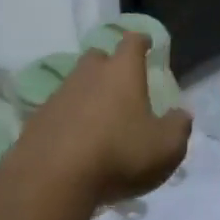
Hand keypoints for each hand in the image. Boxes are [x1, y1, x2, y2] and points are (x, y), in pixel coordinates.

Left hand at [17, 33, 191, 207]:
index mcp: (122, 72)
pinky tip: (75, 141)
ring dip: (88, 94)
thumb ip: (178, 127)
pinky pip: (59, 111)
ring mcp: (59, 95)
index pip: (132, 42)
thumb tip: (181, 113)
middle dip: (109, 65)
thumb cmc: (118, 155)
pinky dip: (69, 119)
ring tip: (100, 118)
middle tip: (120, 83)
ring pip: (76, 84)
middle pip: (98, 57)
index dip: (140, 41)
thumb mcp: (165, 148)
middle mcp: (89, 74)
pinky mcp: (38, 119)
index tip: (145, 43)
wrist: (51, 178)